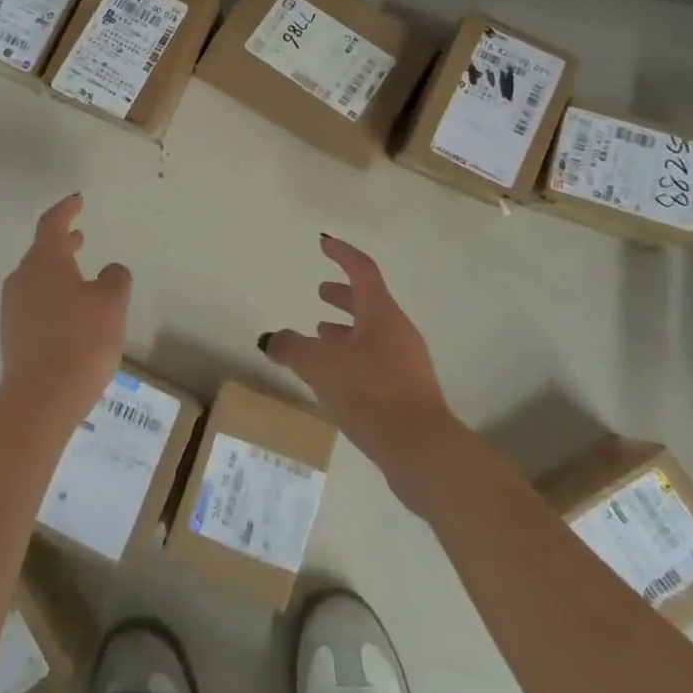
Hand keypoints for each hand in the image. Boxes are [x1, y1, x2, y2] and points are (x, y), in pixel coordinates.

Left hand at [0, 193, 130, 422]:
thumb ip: (115, 279)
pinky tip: (70, 315)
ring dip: (57, 272)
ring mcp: (13, 308)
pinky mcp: (13, 335)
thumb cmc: (81, 340)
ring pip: (36, 279)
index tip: (77, 200)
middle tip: (80, 237)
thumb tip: (111, 271)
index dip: (66, 210)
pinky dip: (52, 297)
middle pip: (41, 252)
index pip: (52, 224)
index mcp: (45, 261)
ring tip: (80, 278)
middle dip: (62, 243)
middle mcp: (23, 279)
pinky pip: (34, 304)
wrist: (41, 398)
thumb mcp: (112, 303)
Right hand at [260, 234, 469, 504]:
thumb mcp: (319, 365)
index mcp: (380, 313)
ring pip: (371, 335)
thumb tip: (271, 339)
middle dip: (343, 295)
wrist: (421, 450)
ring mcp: (407, 363)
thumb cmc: (370, 392)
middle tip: (321, 291)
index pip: (361, 270)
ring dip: (346, 329)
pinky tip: (336, 378)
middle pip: (369, 303)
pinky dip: (353, 358)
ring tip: (320, 334)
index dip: (341, 254)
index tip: (324, 243)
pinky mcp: (407, 393)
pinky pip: (375, 362)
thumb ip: (291, 347)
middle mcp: (398, 332)